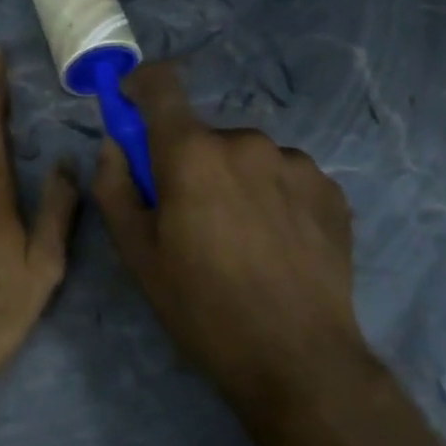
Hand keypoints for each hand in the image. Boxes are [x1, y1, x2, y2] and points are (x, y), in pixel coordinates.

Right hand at [92, 62, 373, 398]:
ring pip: (247, 157)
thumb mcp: (138, 255)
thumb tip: (115, 144)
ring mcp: (296, 162)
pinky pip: (285, 176)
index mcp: (192, 153)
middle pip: (204, 135)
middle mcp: (246, 141)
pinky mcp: (330, 188)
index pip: (160, 85)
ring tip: (242, 239)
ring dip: (234, 180)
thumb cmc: (203, 308)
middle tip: (192, 218)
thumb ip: (115, 187)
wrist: (298, 360)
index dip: (140, 86)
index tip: (133, 106)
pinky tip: (278, 244)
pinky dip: (272, 196)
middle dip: (190, 162)